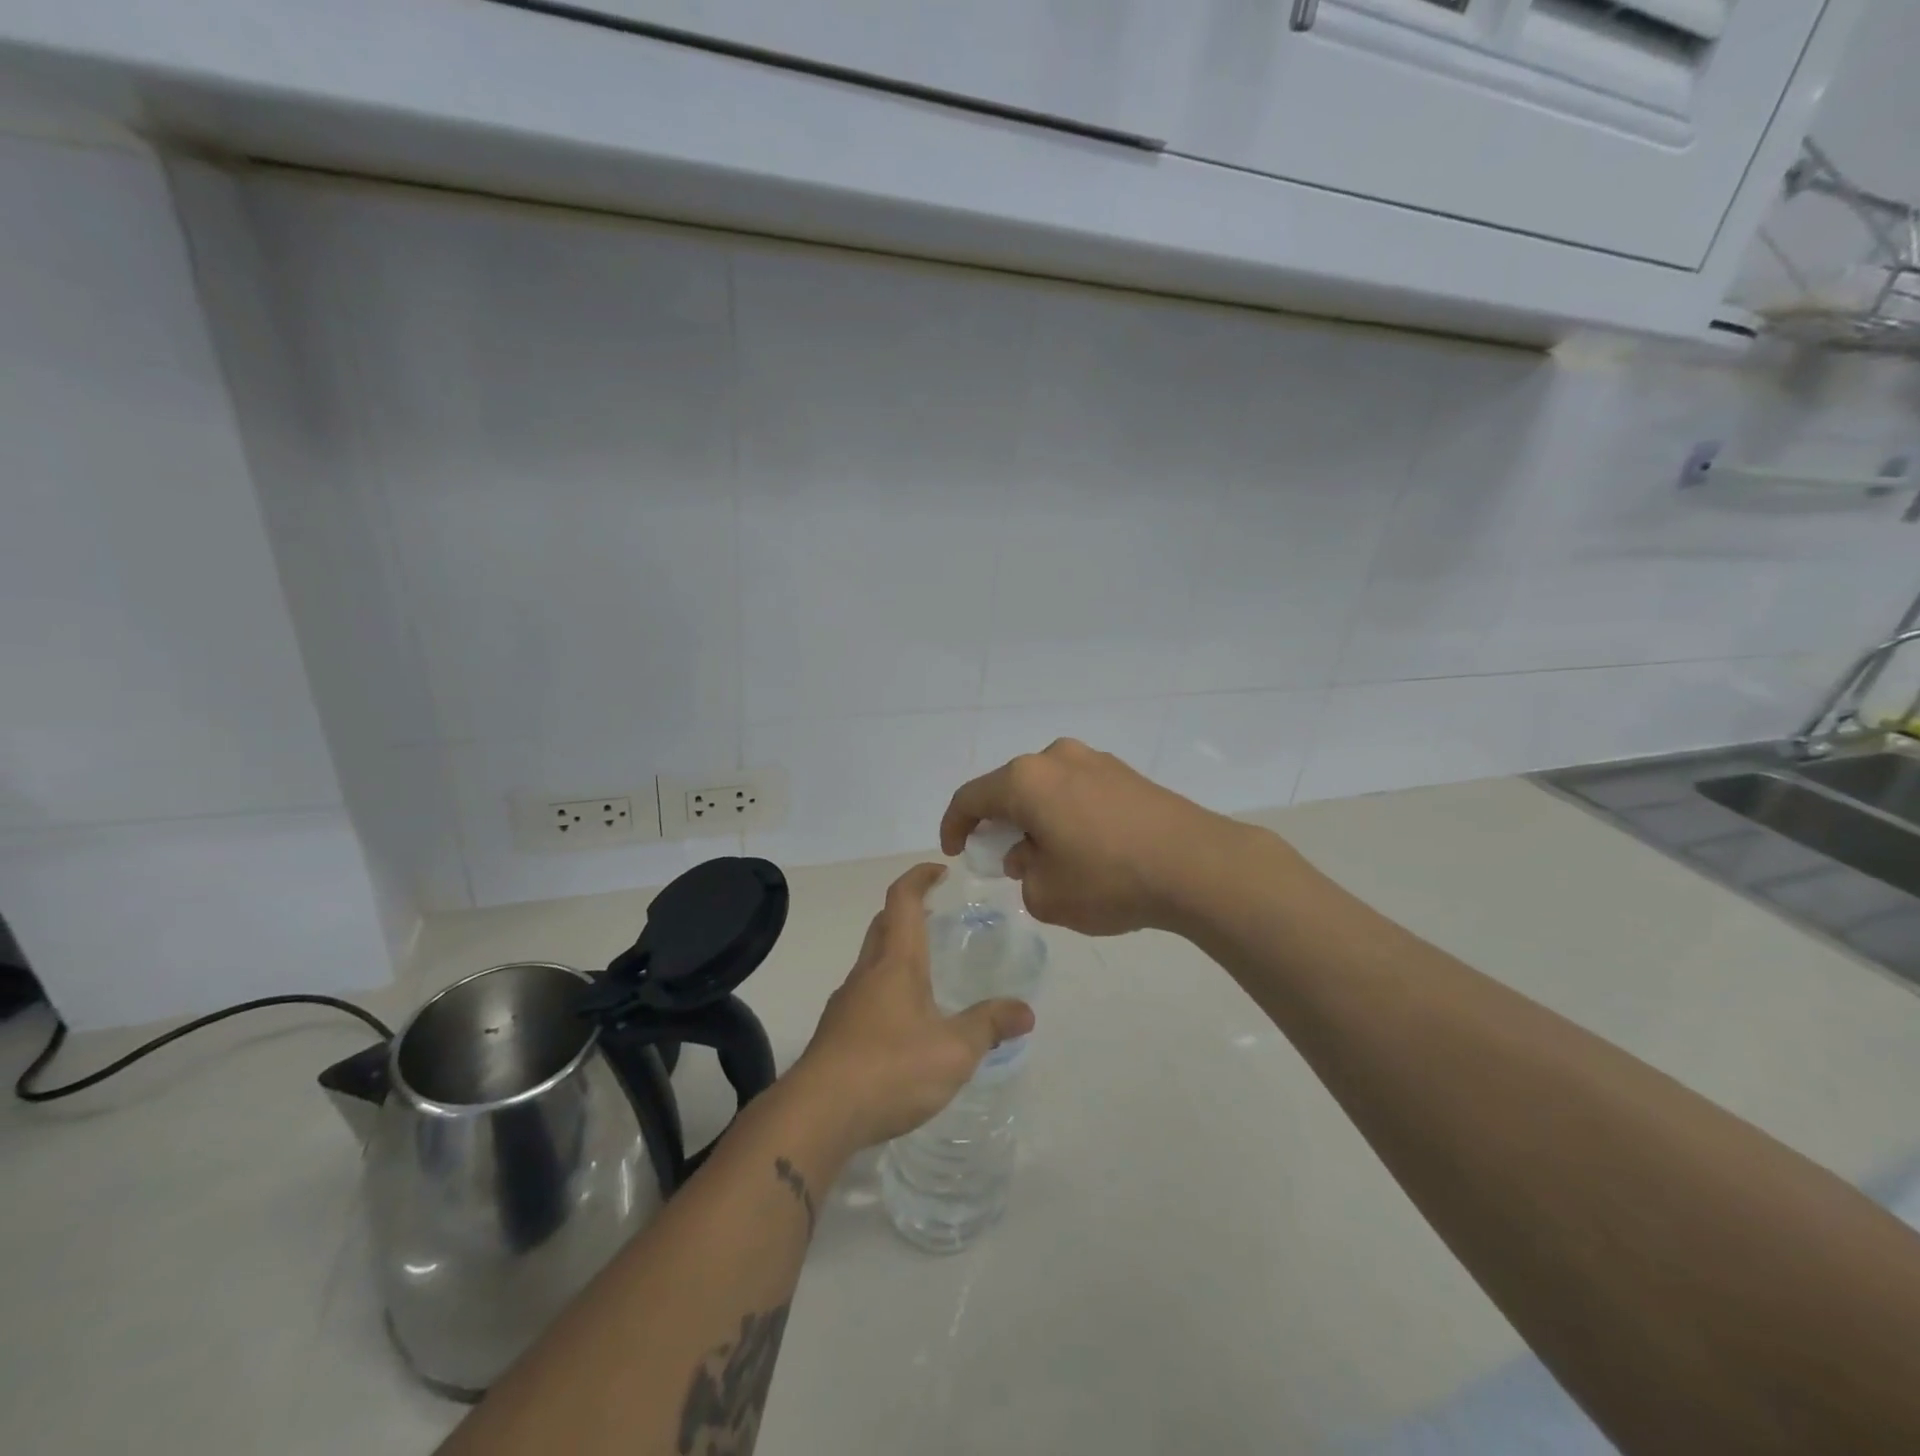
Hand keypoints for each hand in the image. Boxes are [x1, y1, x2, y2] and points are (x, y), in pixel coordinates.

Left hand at [790, 863, 1034, 1151]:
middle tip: (936, 916)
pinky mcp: (835, 1033)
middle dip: (907, 911)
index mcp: (896, 962)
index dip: (919, 877)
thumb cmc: (891, 1069)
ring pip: (871, 960)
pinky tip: (903, 1023)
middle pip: (883, 925)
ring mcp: (846, 1003)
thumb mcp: (954, 1051)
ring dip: (895, 951)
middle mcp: (867, 973)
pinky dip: (885, 988)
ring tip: (926, 972)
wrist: (818, 1114)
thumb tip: (1026, 1011)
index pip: (902, 900)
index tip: (940, 871)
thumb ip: (989, 1026)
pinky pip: (864, 994)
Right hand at [940, 738, 1251, 935]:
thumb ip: (1023, 874)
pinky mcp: (1127, 773)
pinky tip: (1084, 847)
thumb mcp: (1047, 895)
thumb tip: (1030, 853)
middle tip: (1001, 858)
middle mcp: (1056, 758)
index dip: (954, 825)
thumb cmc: (1108, 880)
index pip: (971, 797)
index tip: (955, 852)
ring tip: (1047, 856)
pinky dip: (1067, 814)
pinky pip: (1078, 790)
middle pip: (1011, 788)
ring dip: (1036, 818)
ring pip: (1047, 788)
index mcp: (1026, 780)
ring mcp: (1096, 761)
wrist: (1197, 865)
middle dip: (999, 823)